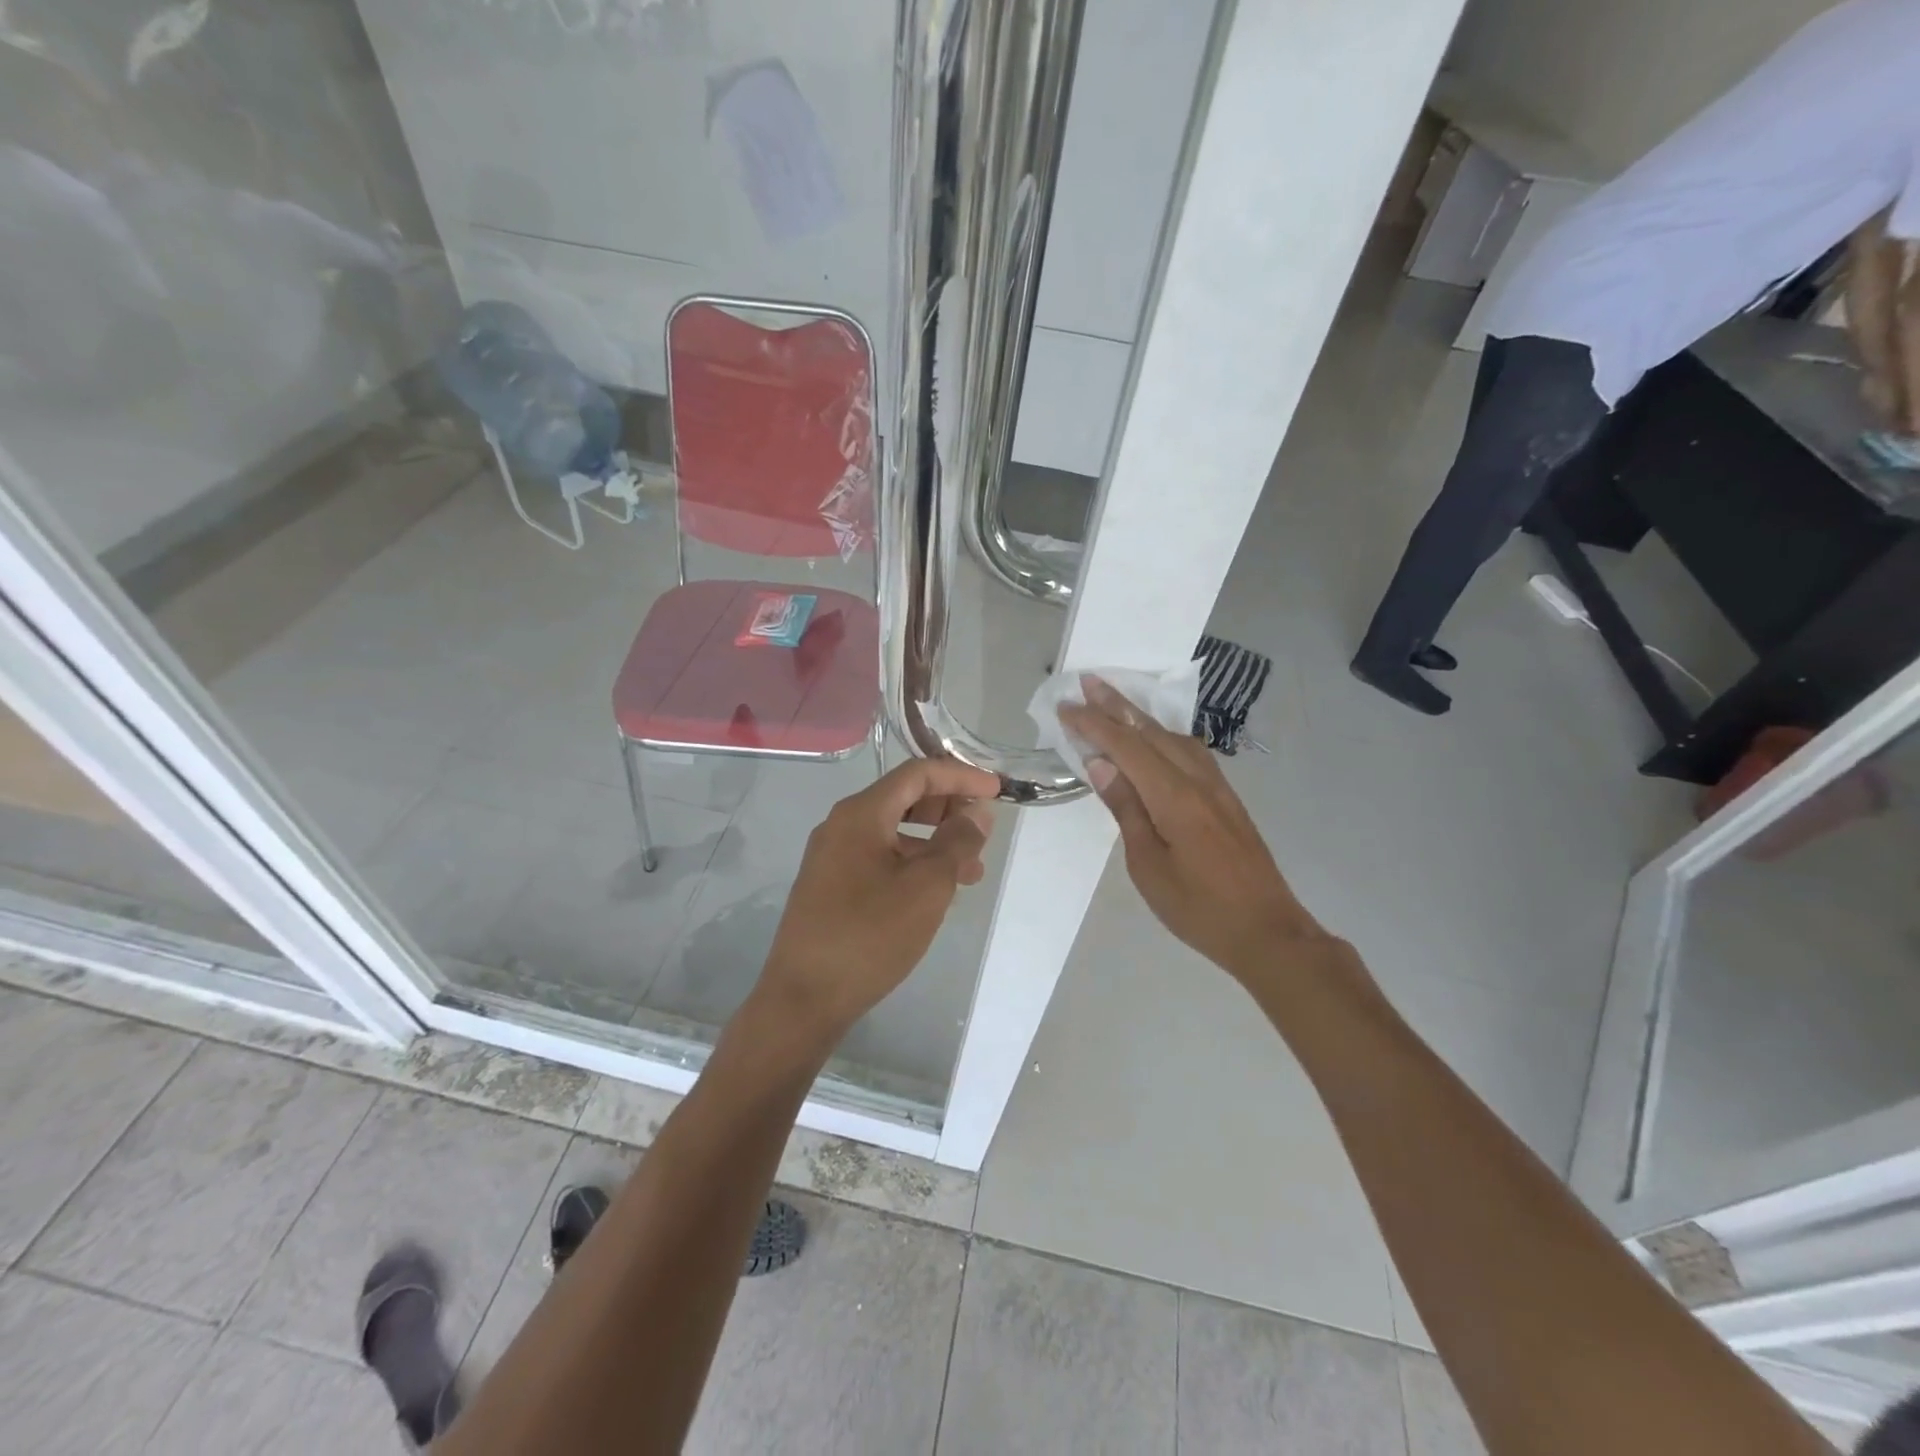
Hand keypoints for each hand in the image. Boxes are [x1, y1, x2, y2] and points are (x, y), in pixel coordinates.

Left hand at [759, 758, 998, 1040]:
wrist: (803, 998)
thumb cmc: (870, 935)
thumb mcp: (927, 886)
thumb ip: (957, 842)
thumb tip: (976, 813)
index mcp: (861, 814)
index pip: (917, 774)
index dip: (960, 776)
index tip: (996, 791)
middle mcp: (842, 825)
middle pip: (904, 798)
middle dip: (948, 808)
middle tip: (983, 830)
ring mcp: (832, 856)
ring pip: (894, 832)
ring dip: (935, 842)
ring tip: (972, 872)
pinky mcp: (831, 885)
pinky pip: (880, 857)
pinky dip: (913, 863)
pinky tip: (936, 892)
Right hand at [1061, 677, 1334, 981]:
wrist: (1268, 931)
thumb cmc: (1198, 908)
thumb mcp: (1148, 865)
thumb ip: (1126, 809)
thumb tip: (1102, 764)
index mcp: (1174, 797)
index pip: (1127, 746)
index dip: (1094, 724)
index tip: (1066, 706)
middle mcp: (1198, 780)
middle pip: (1151, 731)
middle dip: (1116, 705)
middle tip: (1087, 681)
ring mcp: (1218, 787)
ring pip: (1174, 737)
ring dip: (1141, 716)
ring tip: (1114, 702)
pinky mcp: (1227, 799)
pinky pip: (1190, 752)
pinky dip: (1164, 735)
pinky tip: (1156, 739)